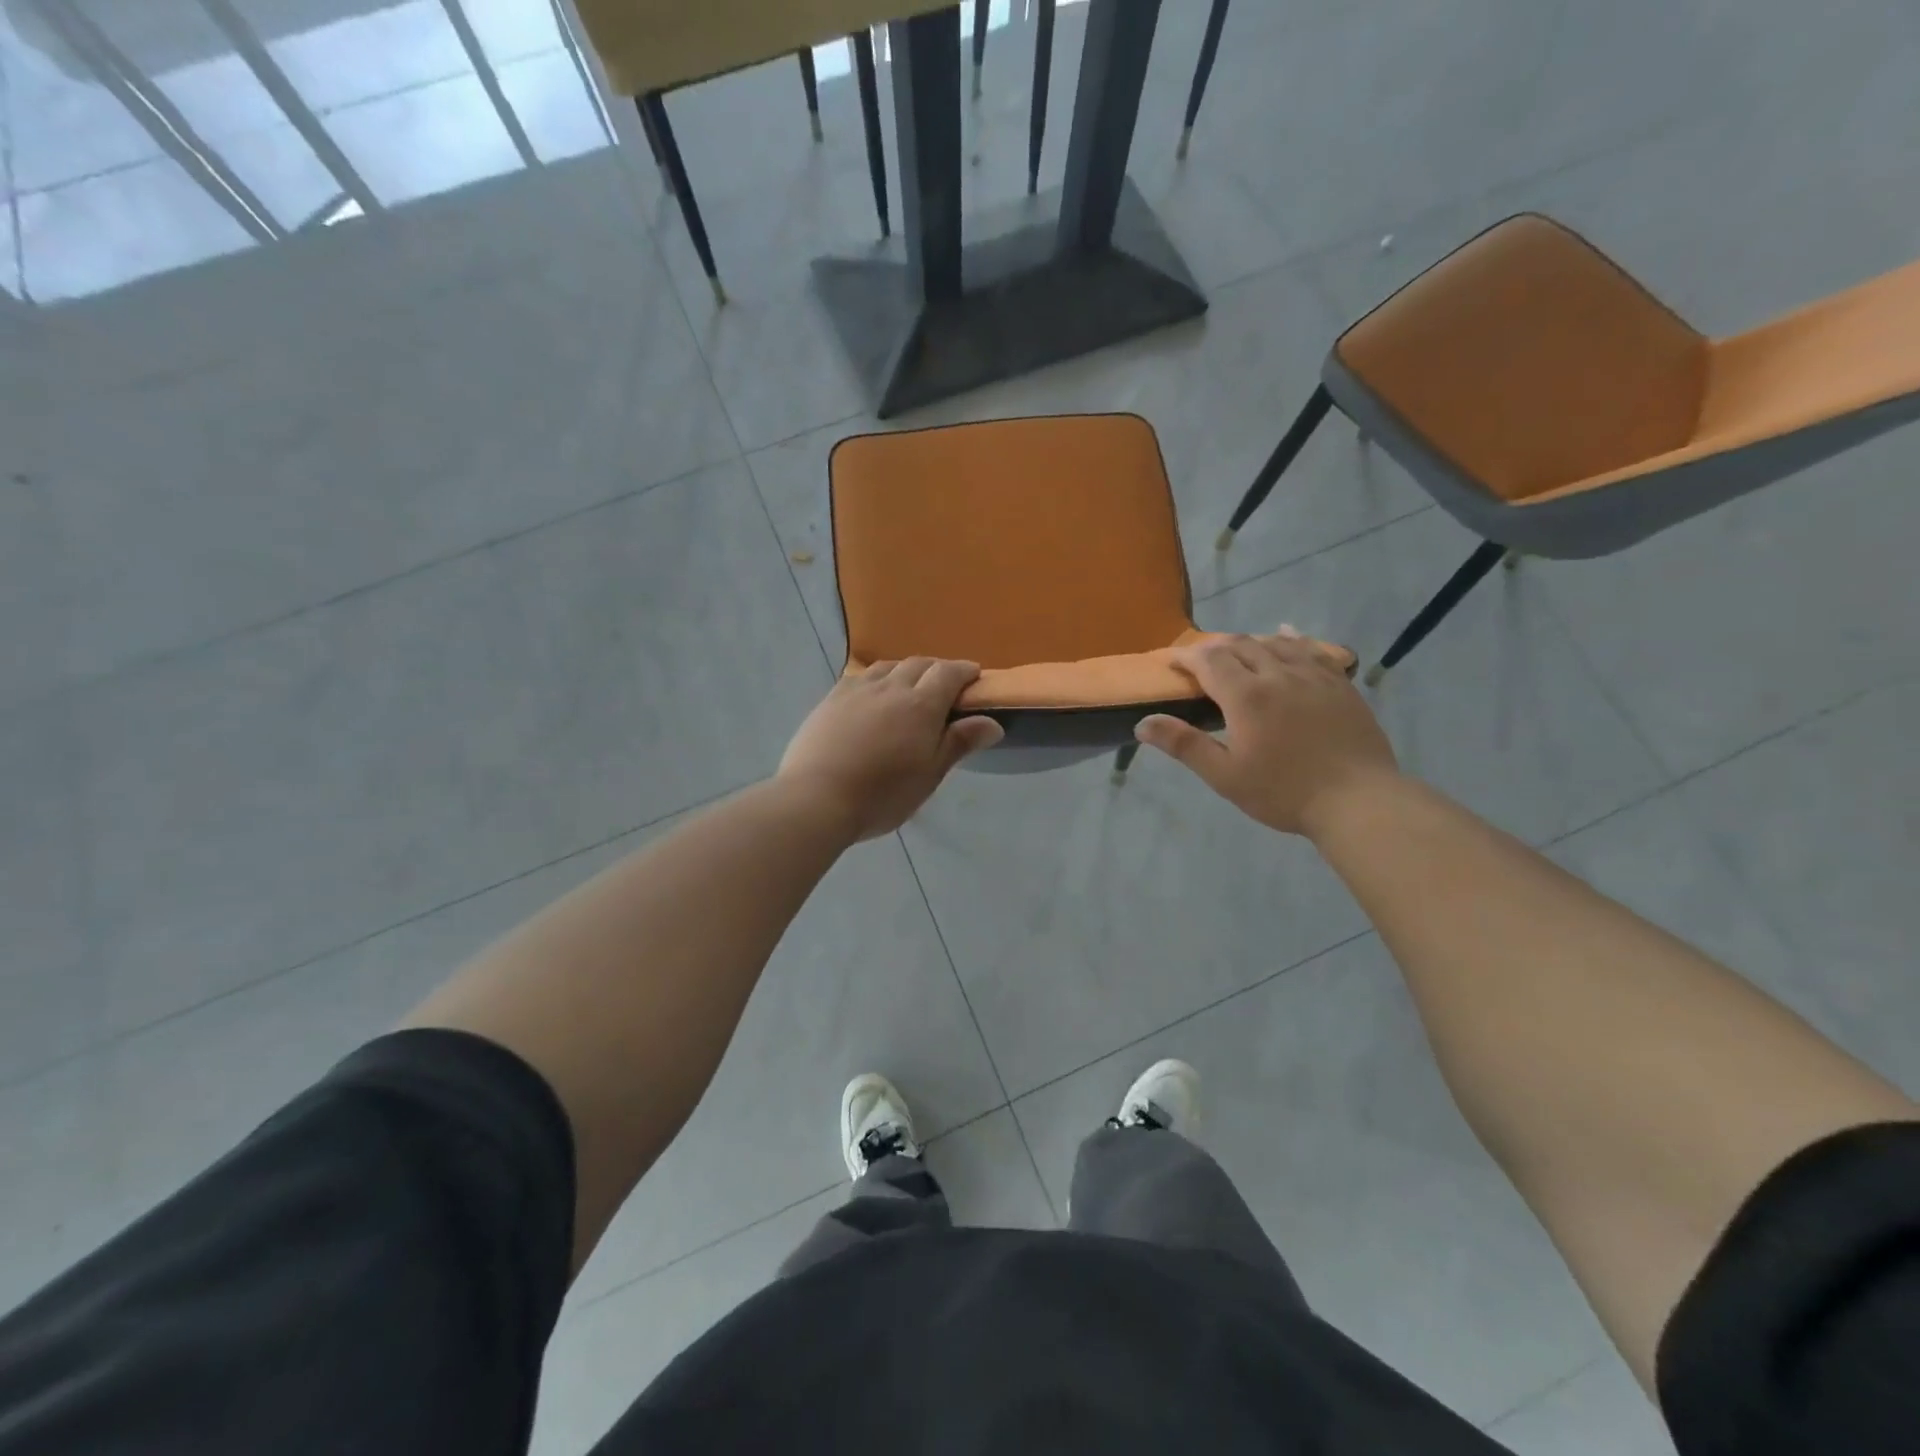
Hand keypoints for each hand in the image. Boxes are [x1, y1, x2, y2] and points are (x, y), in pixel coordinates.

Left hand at [779, 659, 1003, 840]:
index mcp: (921, 705)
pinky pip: (860, 676)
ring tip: (909, 686)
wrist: (816, 797)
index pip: (949, 673)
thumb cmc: (883, 794)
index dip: (965, 671)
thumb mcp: (929, 774)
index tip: (974, 676)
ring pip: (888, 666)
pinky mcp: (831, 699)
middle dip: (937, 669)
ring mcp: (858, 690)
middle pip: (919, 664)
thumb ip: (959, 743)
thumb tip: (993, 722)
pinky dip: (877, 677)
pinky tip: (873, 693)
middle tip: (945, 685)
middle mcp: (891, 687)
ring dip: (905, 670)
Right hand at [1135, 630, 1398, 837]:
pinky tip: (1284, 634)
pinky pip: (1310, 649)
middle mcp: (1277, 674)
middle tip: (1199, 661)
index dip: (1186, 657)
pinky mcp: (1339, 683)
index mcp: (1246, 696)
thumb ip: (1184, 745)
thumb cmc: (1284, 792)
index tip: (1171, 662)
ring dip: (1247, 642)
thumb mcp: (1225, 776)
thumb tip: (1143, 723)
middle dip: (1214, 648)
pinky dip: (1290, 638)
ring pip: (1273, 643)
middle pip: (1239, 645)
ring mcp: (1313, 676)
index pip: (1208, 660)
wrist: (1358, 800)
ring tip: (1234, 651)